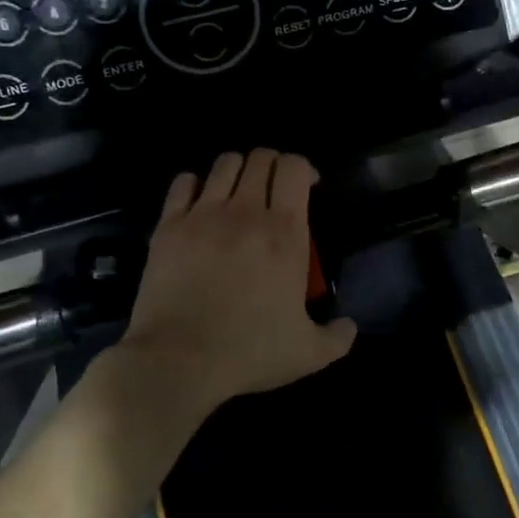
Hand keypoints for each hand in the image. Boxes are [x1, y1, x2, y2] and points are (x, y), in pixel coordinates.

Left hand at [113, 150, 357, 426]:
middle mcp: (246, 212)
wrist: (179, 359)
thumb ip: (336, 338)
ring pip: (224, 163)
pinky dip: (195, 184)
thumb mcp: (308, 353)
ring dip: (237, 170)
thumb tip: (350, 327)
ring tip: (238, 193)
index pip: (295, 168)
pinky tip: (199, 203)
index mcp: (285, 232)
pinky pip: (183, 183)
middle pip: (261, 157)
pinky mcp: (169, 226)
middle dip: (272, 165)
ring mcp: (204, 215)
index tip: (308, 187)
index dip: (304, 169)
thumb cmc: (249, 351)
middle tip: (274, 190)